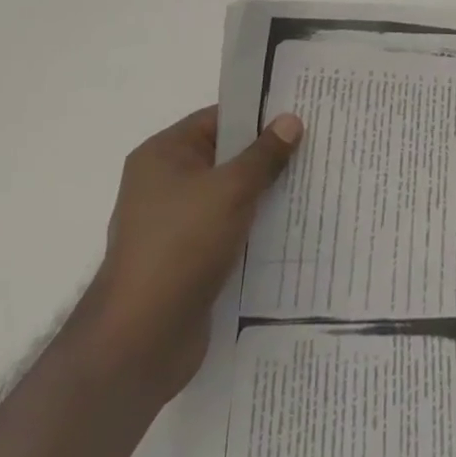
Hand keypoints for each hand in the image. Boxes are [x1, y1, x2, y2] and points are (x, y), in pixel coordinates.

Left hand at [75, 106, 302, 405]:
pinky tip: (291, 227)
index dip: (259, 115)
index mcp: (163, 154)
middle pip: (225, 157)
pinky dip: (254, 228)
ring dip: (264, 194)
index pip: (219, 119)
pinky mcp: (187, 260)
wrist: (140, 342)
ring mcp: (174, 225)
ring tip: (312, 184)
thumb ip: (264, 154)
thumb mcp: (230, 190)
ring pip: (229, 196)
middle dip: (267, 156)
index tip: (301, 114)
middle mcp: (164, 184)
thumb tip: (290, 120)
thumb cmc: (181, 247)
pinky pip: (227, 230)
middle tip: (315, 146)